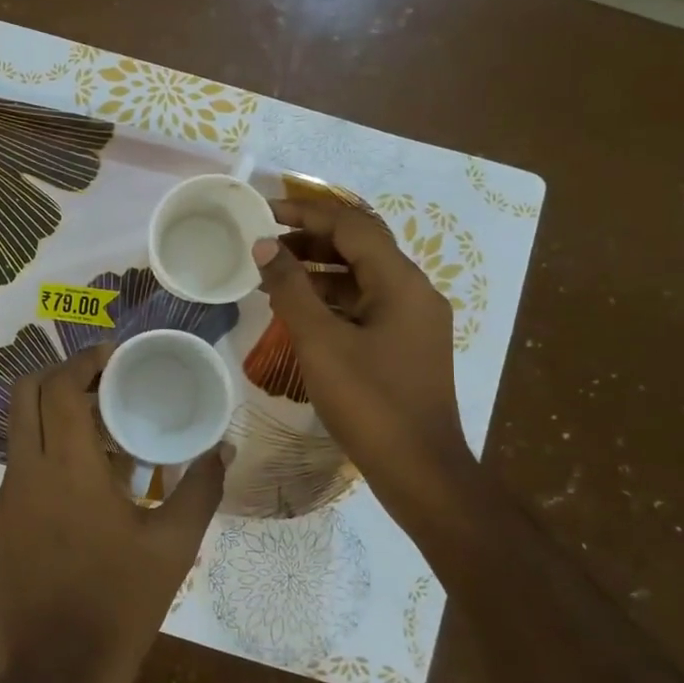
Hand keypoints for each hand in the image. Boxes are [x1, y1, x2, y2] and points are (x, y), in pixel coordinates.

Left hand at [0, 344, 225, 682]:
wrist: (57, 675)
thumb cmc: (121, 602)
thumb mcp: (174, 544)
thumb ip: (202, 487)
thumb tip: (224, 449)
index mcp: (65, 466)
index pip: (59, 386)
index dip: (83, 360)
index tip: (111, 355)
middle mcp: (25, 472)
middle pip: (23, 394)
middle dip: (58, 375)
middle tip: (100, 383)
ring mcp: (5, 502)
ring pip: (19, 434)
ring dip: (52, 418)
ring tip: (99, 435)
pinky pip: (19, 473)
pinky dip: (45, 458)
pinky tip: (81, 491)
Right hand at [252, 196, 469, 507]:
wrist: (419, 471)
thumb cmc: (369, 402)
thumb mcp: (320, 341)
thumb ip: (290, 288)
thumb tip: (264, 245)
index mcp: (401, 282)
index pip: (352, 226)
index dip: (306, 214)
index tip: (264, 212)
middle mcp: (414, 292)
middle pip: (360, 248)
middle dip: (311, 240)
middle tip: (264, 243)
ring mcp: (414, 321)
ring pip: (362, 279)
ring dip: (319, 271)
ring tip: (272, 275)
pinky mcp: (406, 346)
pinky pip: (366, 306)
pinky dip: (332, 300)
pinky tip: (300, 311)